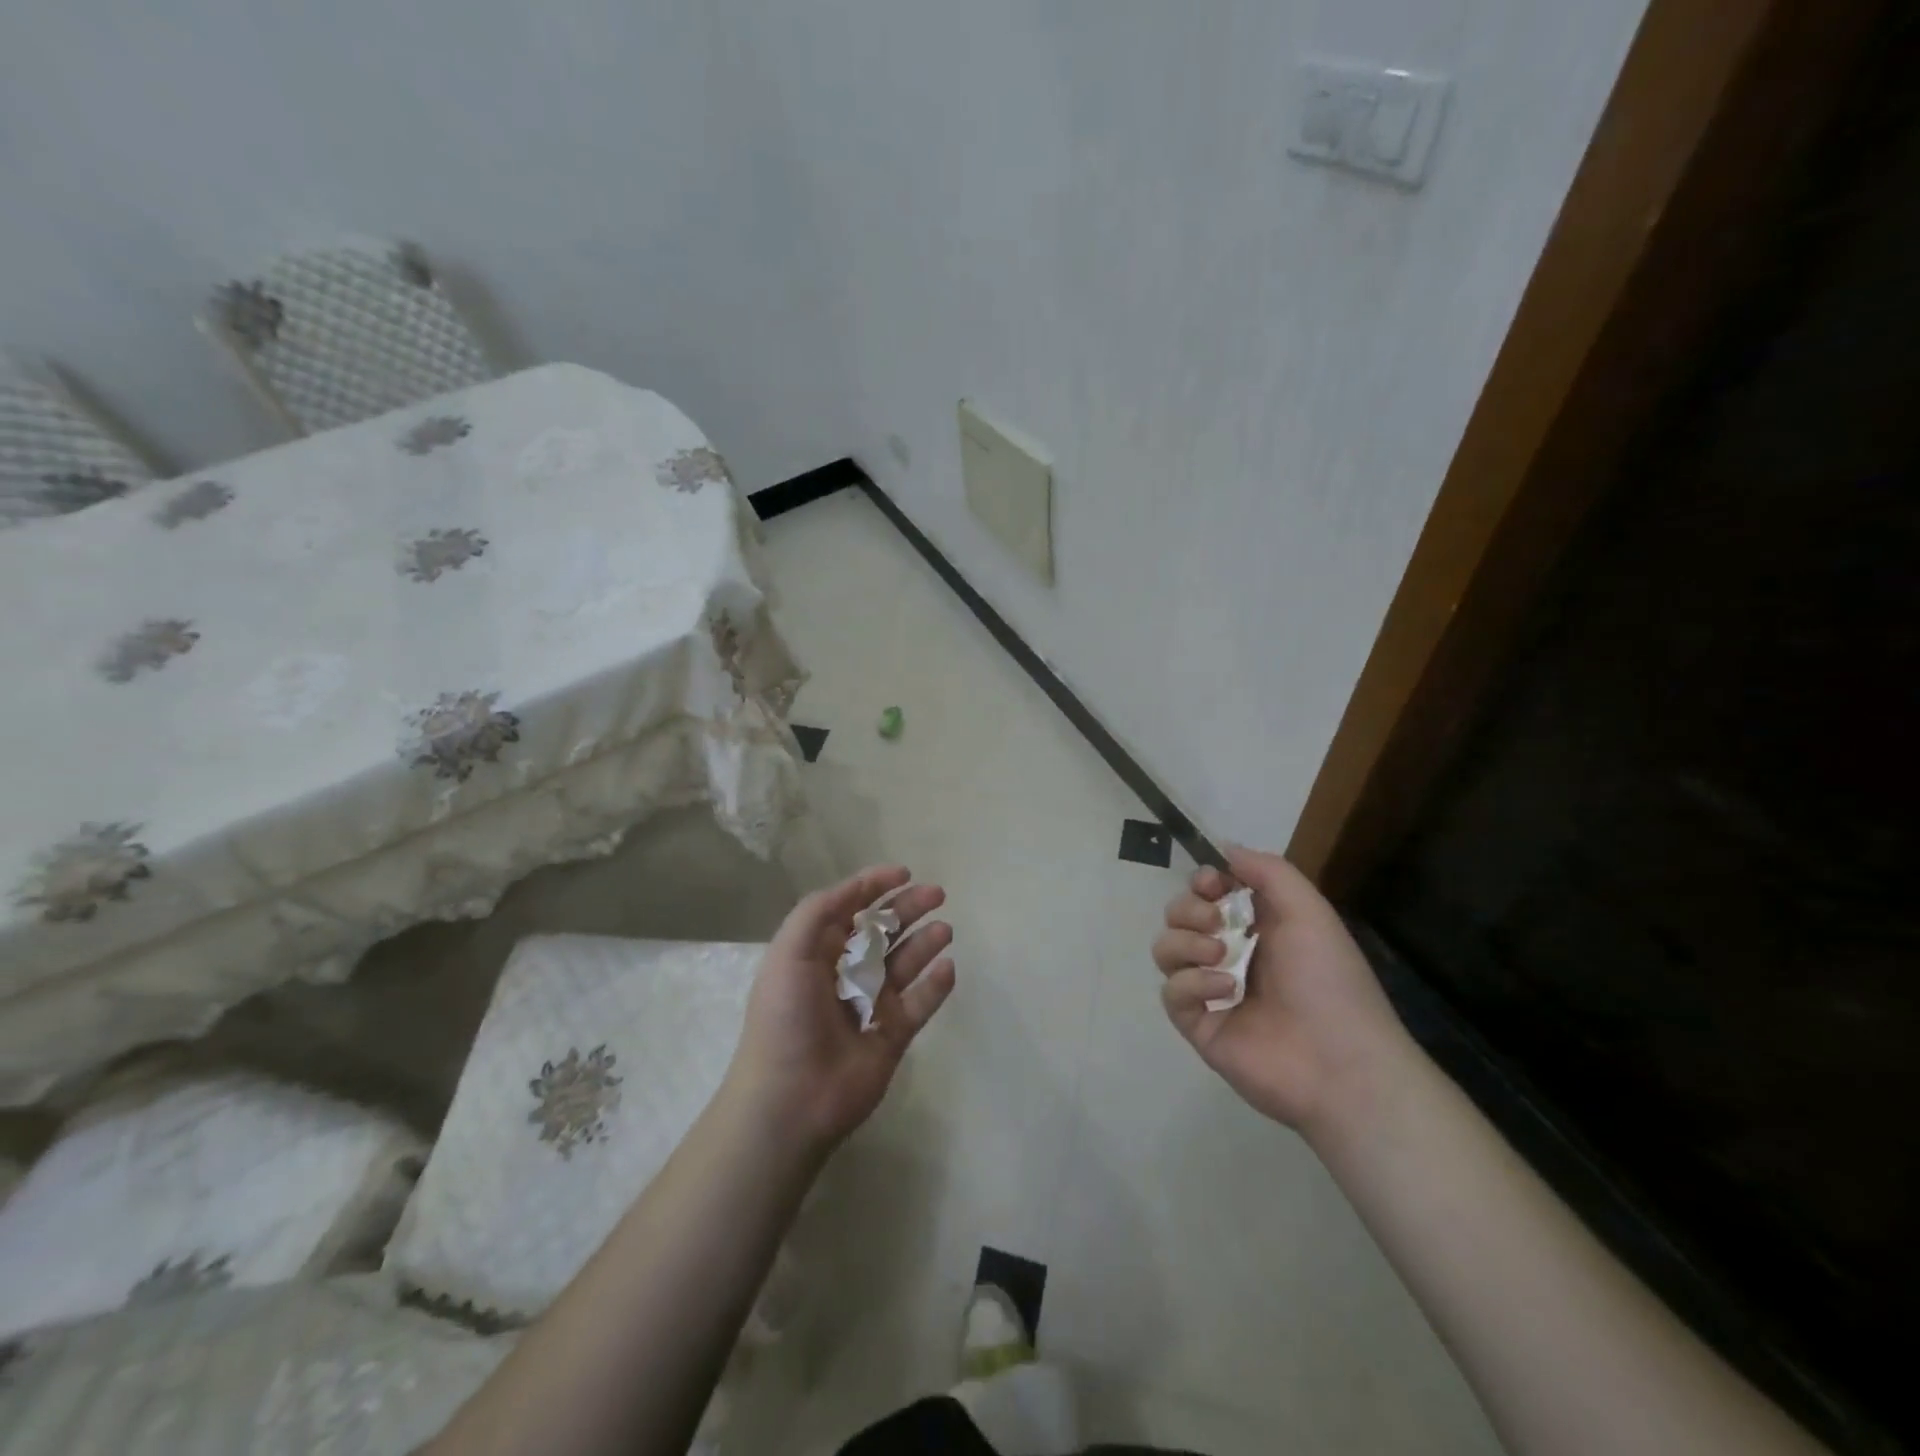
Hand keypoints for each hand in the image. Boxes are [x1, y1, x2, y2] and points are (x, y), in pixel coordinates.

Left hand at [727, 865, 954, 1153]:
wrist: (791, 1099)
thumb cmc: (786, 1018)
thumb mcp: (789, 951)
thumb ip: (819, 911)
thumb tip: (857, 889)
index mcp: (817, 952)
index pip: (850, 909)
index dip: (875, 887)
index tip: (905, 872)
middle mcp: (845, 974)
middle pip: (884, 932)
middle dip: (908, 909)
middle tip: (938, 894)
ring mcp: (871, 1005)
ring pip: (905, 964)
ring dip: (925, 943)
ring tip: (944, 929)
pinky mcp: (892, 1036)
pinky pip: (920, 1004)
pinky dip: (936, 985)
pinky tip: (947, 967)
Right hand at [1153, 845, 1413, 1141]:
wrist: (1340, 1063)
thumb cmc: (1329, 980)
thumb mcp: (1308, 910)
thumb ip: (1267, 871)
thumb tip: (1224, 848)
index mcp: (1257, 927)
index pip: (1208, 893)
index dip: (1202, 882)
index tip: (1210, 884)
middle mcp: (1229, 954)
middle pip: (1179, 915)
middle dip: (1189, 910)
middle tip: (1217, 923)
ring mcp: (1211, 990)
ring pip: (1166, 949)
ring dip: (1186, 942)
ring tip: (1220, 956)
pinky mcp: (1198, 1023)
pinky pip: (1171, 991)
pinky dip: (1192, 983)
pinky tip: (1224, 990)